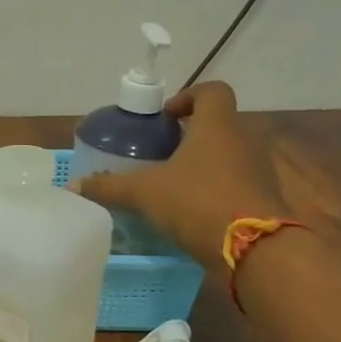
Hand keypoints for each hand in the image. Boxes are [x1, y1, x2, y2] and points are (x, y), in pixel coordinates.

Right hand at [75, 82, 287, 269]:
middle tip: (162, 154)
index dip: (188, 97)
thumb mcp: (145, 193)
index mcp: (217, 125)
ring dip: (205, 163)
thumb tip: (74, 186)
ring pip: (230, 154)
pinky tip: (194, 211)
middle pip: (219, 124)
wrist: (257, 250)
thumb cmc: (198, 203)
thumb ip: (110, 187)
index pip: (212, 90)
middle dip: (191, 135)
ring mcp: (260, 170)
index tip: (166, 117)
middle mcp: (244, 140)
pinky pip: (239, 182)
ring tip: (175, 184)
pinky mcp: (266, 199)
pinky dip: (218, 189)